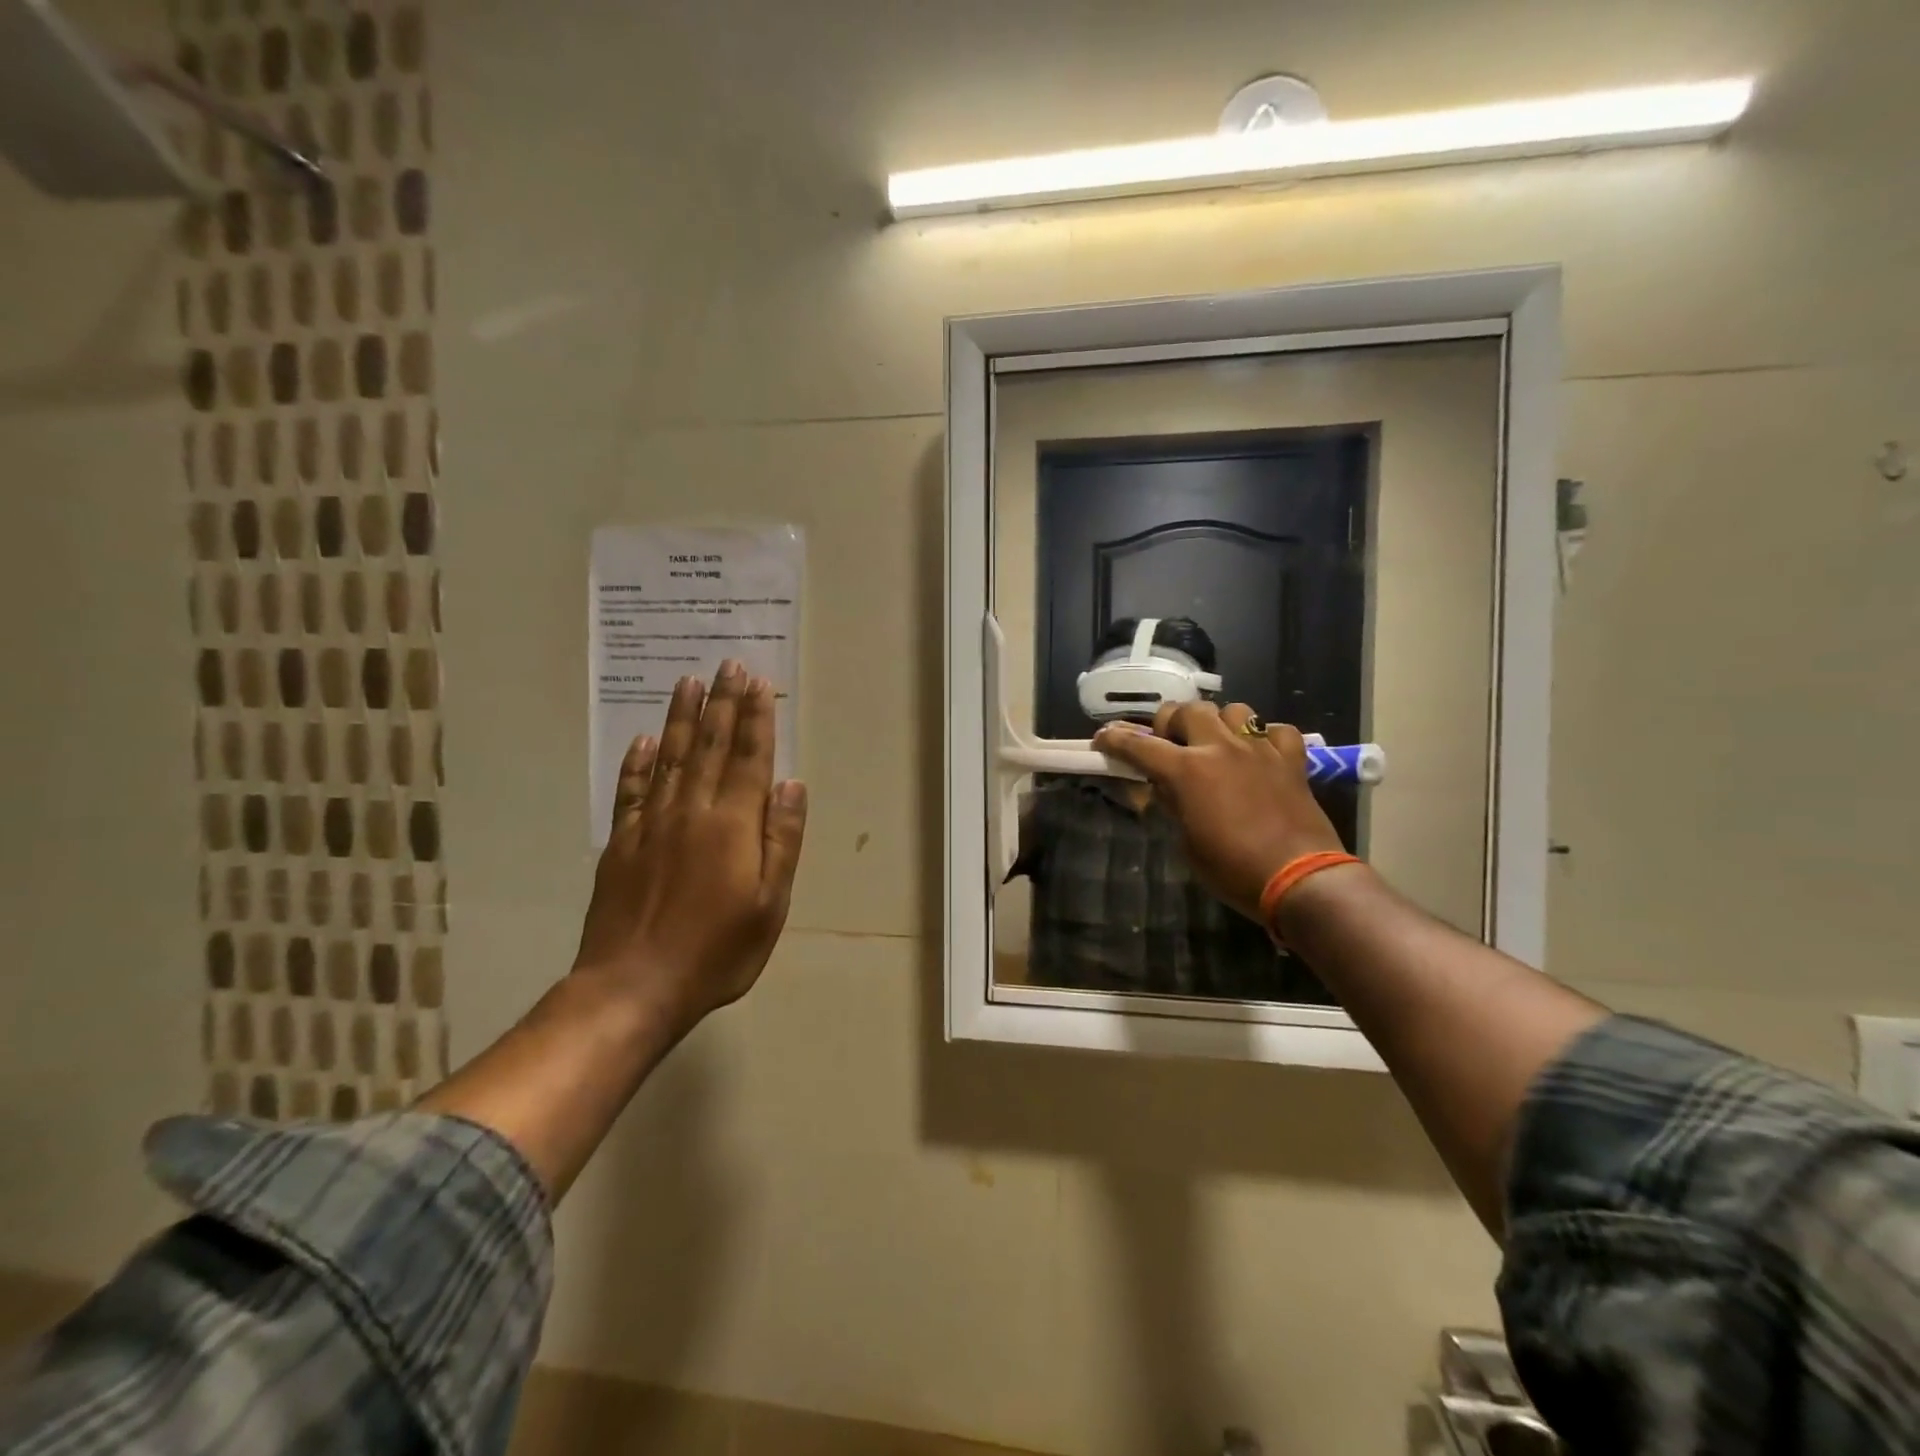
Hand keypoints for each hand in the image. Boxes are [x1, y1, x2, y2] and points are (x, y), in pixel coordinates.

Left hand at [573, 662, 807, 1031]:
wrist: (634, 986)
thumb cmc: (717, 950)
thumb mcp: (770, 904)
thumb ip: (781, 839)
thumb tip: (791, 784)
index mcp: (732, 824)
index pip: (748, 758)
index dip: (755, 718)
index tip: (757, 682)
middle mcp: (691, 811)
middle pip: (709, 746)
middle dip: (721, 703)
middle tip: (727, 664)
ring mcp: (651, 824)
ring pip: (668, 757)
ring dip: (680, 718)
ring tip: (687, 682)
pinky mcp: (621, 843)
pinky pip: (630, 790)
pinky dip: (636, 763)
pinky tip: (642, 741)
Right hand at [1094, 702, 1344, 921]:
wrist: (1300, 879)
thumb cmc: (1233, 870)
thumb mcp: (1188, 843)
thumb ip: (1175, 806)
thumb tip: (1168, 789)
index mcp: (1187, 771)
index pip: (1140, 746)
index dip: (1116, 740)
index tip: (1103, 738)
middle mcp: (1221, 749)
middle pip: (1188, 710)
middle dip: (1172, 722)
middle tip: (1170, 743)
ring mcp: (1259, 750)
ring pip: (1234, 710)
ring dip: (1218, 723)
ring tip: (1217, 743)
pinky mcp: (1291, 760)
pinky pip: (1278, 731)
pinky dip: (1266, 738)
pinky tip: (1260, 754)